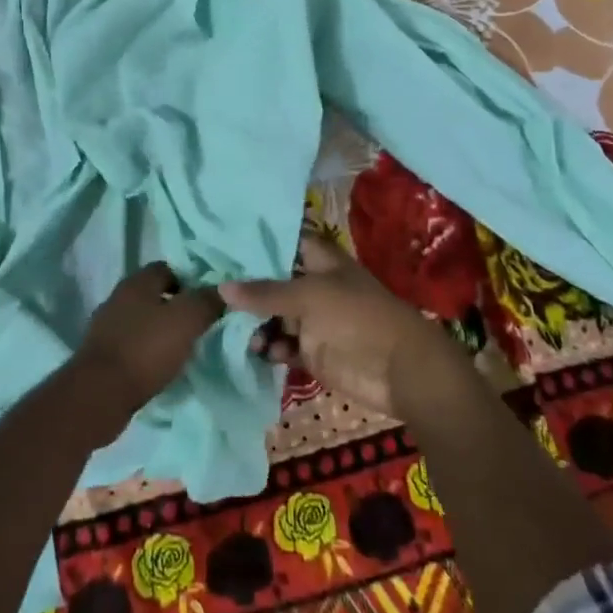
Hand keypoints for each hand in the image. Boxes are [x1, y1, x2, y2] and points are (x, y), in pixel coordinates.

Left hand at [76, 263, 224, 429]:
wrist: (100, 394)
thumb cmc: (146, 349)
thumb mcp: (187, 320)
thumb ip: (207, 301)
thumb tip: (224, 290)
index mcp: (137, 282)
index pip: (167, 268)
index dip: (189, 281)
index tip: (207, 301)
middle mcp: (118, 298)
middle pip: (154, 295)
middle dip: (176, 307)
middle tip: (200, 326)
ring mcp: (106, 327)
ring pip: (142, 321)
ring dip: (161, 331)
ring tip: (184, 349)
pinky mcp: (102, 354)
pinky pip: (132, 345)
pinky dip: (147, 352)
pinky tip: (161, 367)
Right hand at [221, 234, 450, 417]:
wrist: (399, 369)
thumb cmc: (357, 317)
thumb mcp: (308, 297)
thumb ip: (265, 293)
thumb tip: (221, 288)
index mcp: (320, 262)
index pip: (286, 242)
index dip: (258, 243)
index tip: (224, 245)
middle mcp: (315, 287)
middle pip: (274, 283)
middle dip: (248, 290)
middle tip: (213, 296)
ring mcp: (314, 321)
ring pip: (276, 318)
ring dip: (258, 326)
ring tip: (245, 337)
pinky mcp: (314, 352)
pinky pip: (284, 346)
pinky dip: (272, 349)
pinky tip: (263, 354)